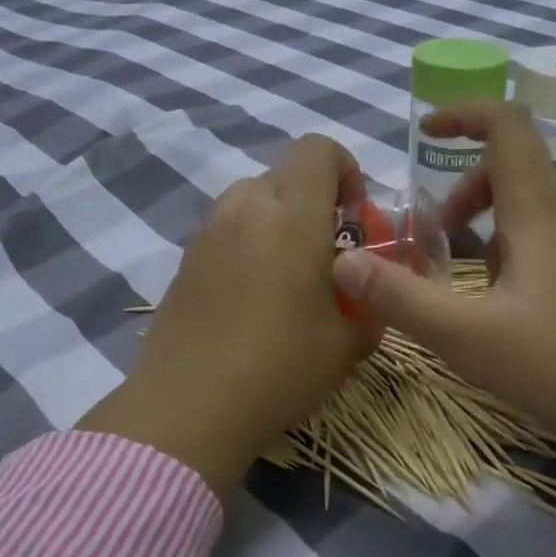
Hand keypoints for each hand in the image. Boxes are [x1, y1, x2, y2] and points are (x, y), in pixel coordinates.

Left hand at [79, 136, 376, 500]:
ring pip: (250, 201)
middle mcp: (244, 209)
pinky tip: (249, 299)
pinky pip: (225, 232)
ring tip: (286, 276)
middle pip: (284, 175)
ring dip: (276, 221)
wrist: (189, 407)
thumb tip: (373, 295)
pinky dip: (246, 245)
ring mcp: (207, 233)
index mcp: (292, 216)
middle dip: (313, 202)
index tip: (353, 218)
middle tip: (324, 253)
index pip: (317, 149)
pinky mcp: (182, 261)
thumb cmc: (280, 368)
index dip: (344, 170)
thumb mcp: (348, 344)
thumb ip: (372, 307)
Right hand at [330, 102, 555, 517]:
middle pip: (516, 171)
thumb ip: (402, 300)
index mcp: (540, 213)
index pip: (506, 128)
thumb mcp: (469, 338)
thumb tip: (343, 262)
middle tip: (438, 238)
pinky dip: (524, 255)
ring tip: (474, 288)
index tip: (425, 132)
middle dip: (466, 193)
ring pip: (537, 212)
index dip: (463, 115)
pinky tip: (520, 313)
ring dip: (494, 230)